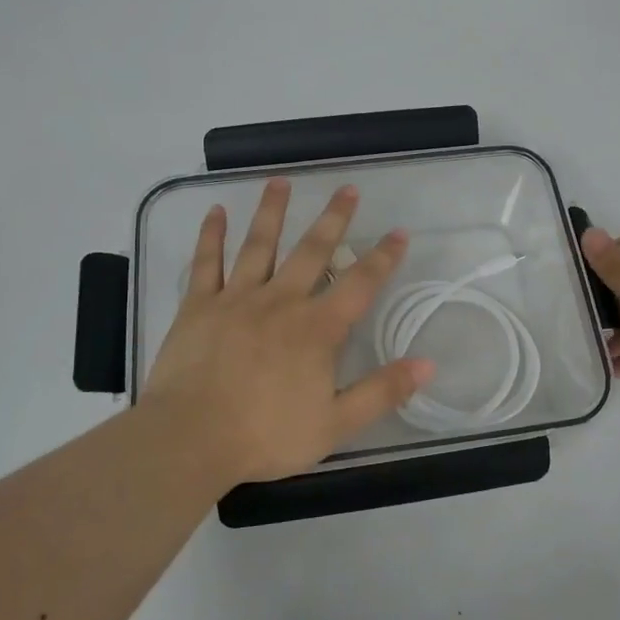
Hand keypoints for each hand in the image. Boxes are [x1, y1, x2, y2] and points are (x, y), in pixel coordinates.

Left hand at [142, 179, 434, 483]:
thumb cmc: (266, 434)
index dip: (384, 258)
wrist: (191, 438)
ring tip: (281, 181)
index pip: (360, 284)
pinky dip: (212, 235)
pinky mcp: (199, 305)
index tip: (399, 233)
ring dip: (272, 211)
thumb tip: (428, 363)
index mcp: (317, 328)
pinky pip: (207, 262)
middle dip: (334, 218)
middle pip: (312, 251)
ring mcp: (237, 298)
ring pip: (259, 244)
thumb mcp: (336, 424)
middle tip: (348, 189)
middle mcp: (281, 301)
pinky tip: (216, 211)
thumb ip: (382, 392)